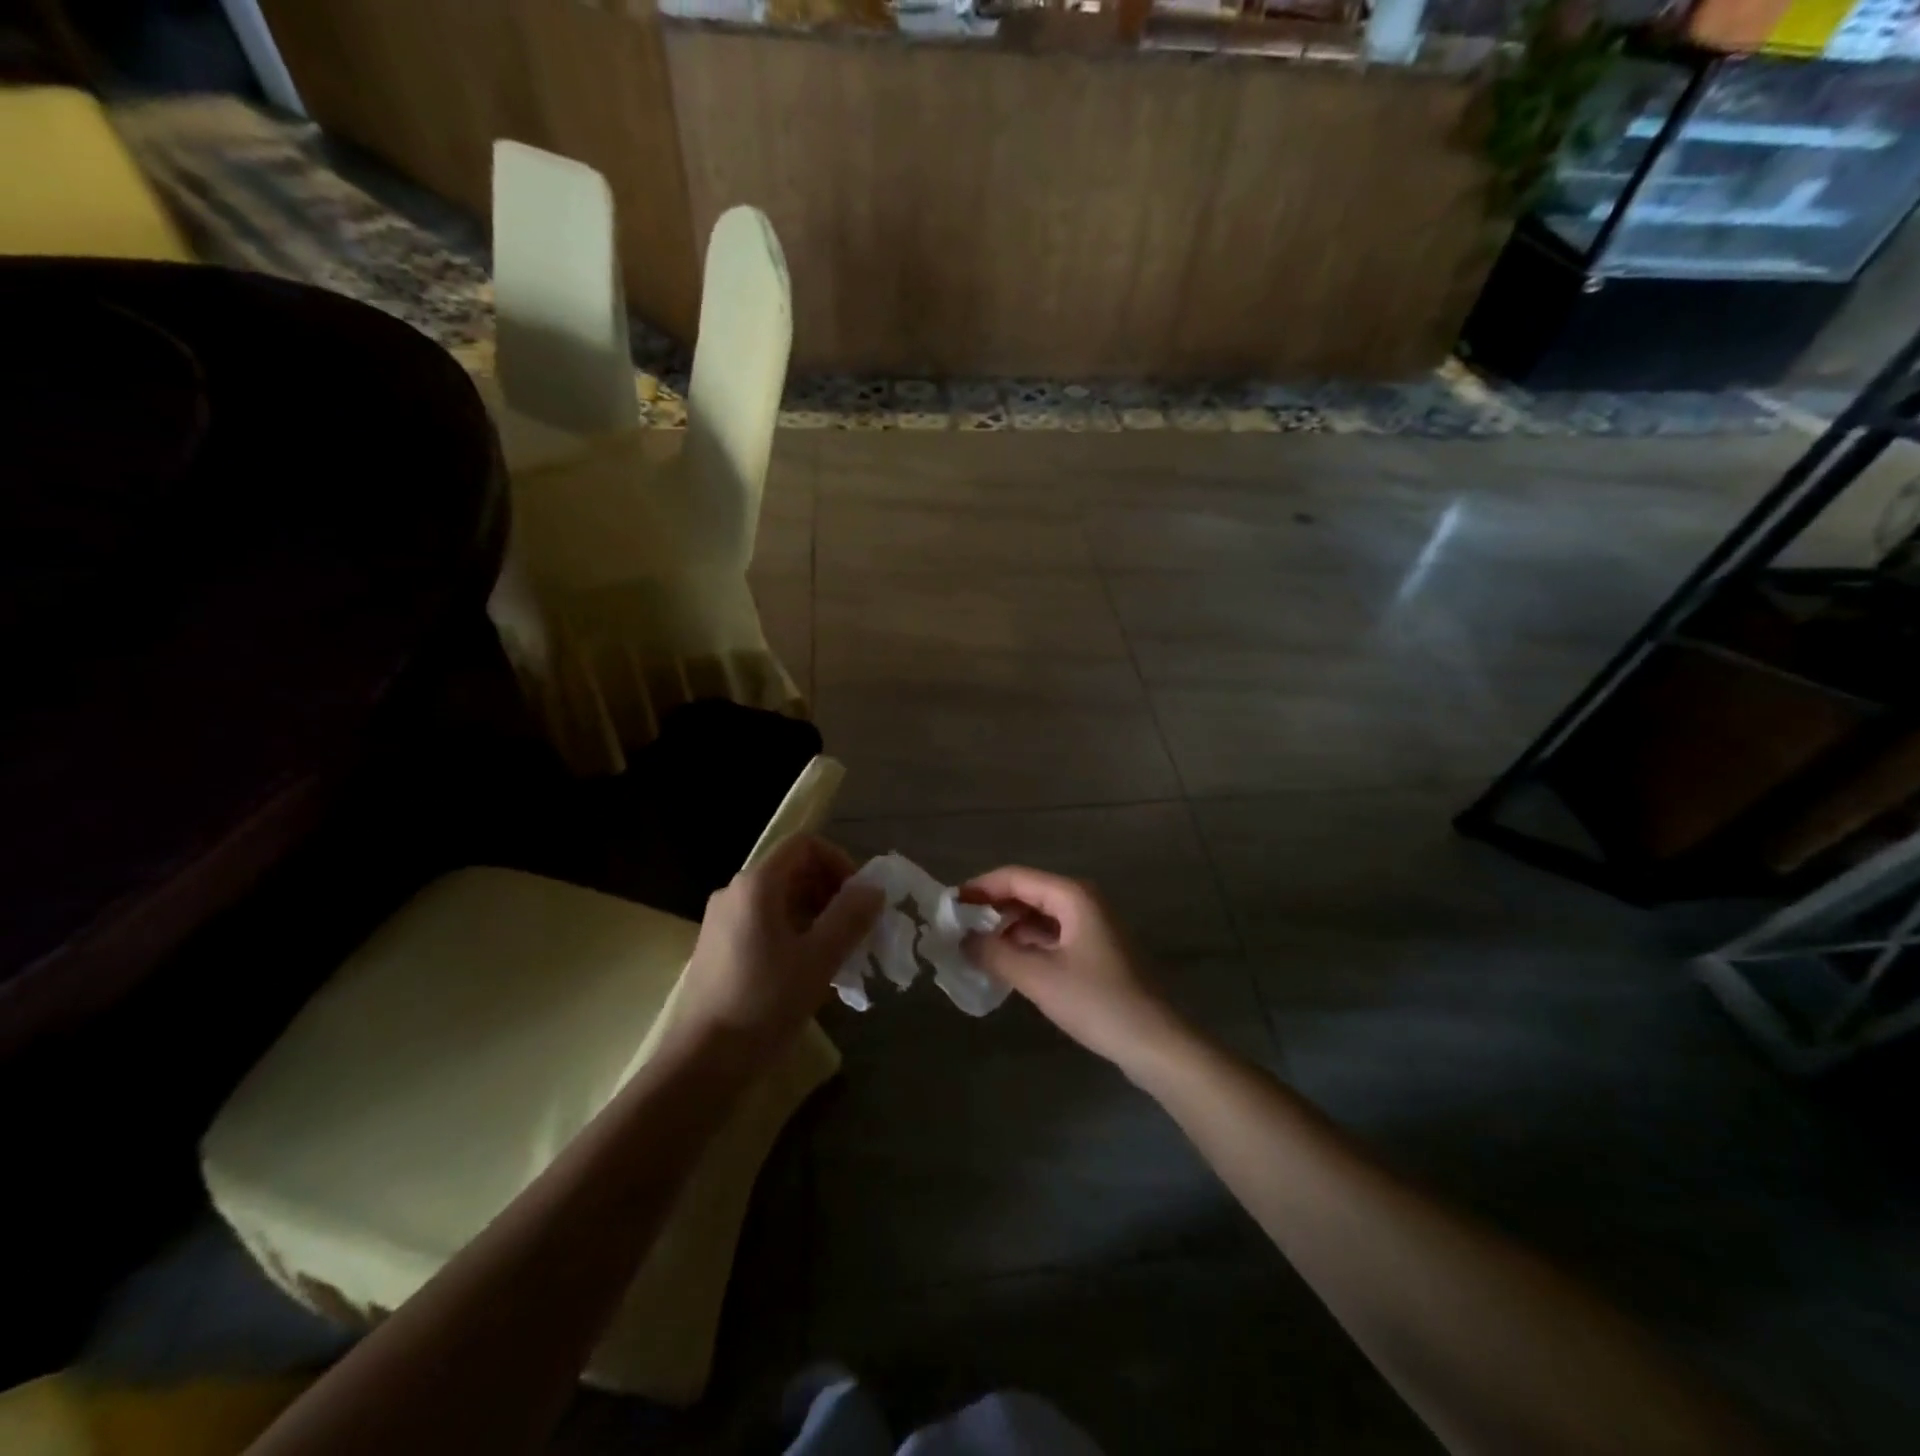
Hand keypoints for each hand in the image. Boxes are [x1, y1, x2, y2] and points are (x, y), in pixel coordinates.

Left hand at [678, 835, 883, 1052]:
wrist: (702, 1062)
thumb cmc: (765, 1002)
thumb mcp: (819, 959)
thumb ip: (850, 917)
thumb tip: (873, 889)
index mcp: (757, 885)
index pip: (805, 845)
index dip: (839, 862)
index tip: (859, 899)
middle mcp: (735, 892)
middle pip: (793, 870)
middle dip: (831, 892)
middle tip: (856, 929)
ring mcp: (722, 920)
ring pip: (781, 899)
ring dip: (816, 915)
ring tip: (838, 953)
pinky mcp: (718, 947)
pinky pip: (764, 922)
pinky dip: (794, 932)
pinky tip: (809, 969)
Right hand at [961, 866, 1187, 1073]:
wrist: (1156, 1043)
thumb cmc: (1098, 1002)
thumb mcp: (1039, 978)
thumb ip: (995, 954)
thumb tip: (963, 939)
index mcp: (1072, 896)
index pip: (1015, 877)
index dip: (979, 888)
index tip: (948, 906)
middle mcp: (1083, 902)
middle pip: (1027, 893)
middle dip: (991, 908)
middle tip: (956, 929)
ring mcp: (1091, 927)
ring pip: (1039, 916)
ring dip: (1008, 928)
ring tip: (974, 948)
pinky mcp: (1095, 952)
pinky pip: (1051, 936)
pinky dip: (1026, 945)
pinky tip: (1006, 964)